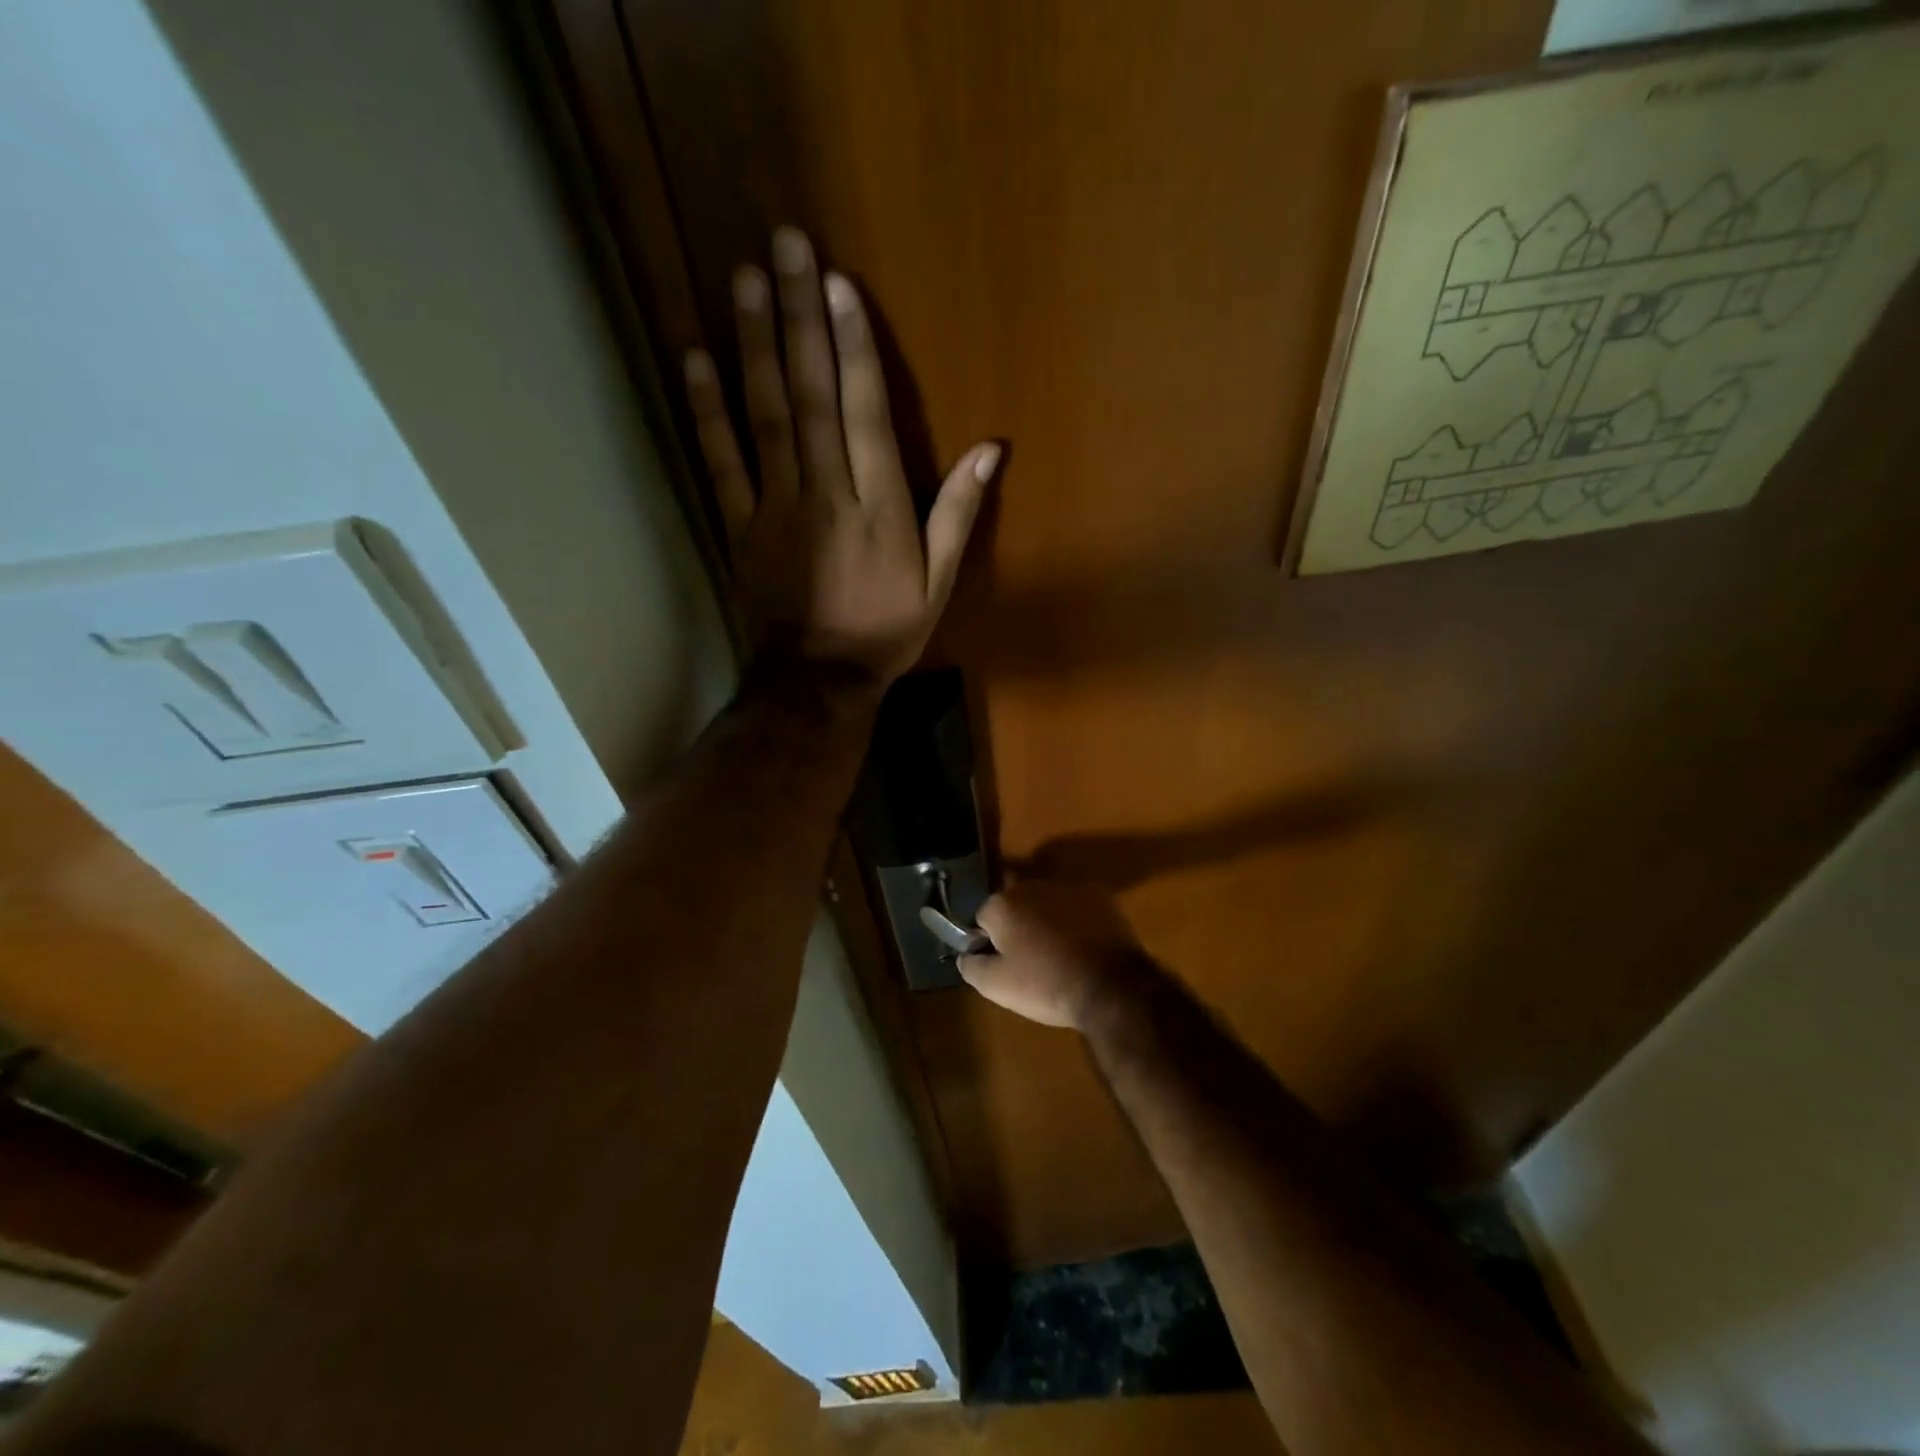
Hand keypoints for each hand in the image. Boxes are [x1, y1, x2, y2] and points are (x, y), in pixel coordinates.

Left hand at [684, 227, 1000, 684]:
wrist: (818, 679)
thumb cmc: (885, 630)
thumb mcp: (938, 581)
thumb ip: (959, 513)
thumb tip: (992, 450)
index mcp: (878, 507)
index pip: (865, 413)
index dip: (854, 347)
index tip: (839, 285)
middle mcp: (826, 494)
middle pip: (812, 396)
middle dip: (800, 318)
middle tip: (787, 246)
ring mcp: (775, 506)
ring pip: (764, 416)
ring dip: (753, 345)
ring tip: (744, 278)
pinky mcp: (738, 524)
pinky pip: (720, 461)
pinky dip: (705, 410)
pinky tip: (695, 358)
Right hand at [958, 881, 1148, 1030]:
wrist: (1111, 987)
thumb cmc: (1046, 985)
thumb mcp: (996, 987)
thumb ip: (971, 966)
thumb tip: (966, 955)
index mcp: (1003, 904)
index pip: (982, 918)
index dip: (989, 942)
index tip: (1003, 964)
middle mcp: (1033, 885)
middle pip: (1015, 906)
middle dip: (1018, 926)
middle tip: (1030, 961)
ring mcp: (1069, 888)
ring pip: (1047, 904)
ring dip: (1047, 922)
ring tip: (1060, 956)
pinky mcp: (1101, 896)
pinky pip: (1077, 908)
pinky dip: (1077, 922)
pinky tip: (1084, 948)